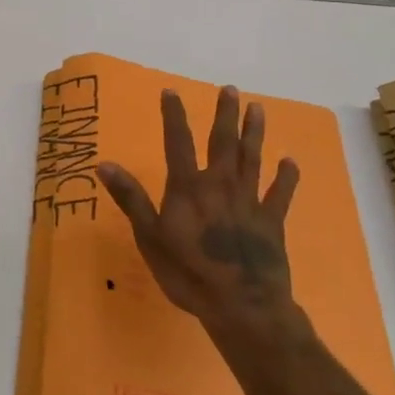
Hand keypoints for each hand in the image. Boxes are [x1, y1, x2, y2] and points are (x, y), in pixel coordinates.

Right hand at [97, 86, 303, 341]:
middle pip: (222, 142)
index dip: (174, 116)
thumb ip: (131, 198)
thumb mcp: (149, 237)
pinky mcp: (272, 222)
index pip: (178, 143)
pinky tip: (290, 161)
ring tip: (258, 108)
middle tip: (230, 89)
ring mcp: (249, 202)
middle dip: (224, 114)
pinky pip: (280, 194)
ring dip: (254, 133)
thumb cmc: (187, 272)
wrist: (241, 305)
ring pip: (253, 159)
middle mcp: (220, 185)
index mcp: (188, 188)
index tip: (171, 91)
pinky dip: (286, 177)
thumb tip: (104, 164)